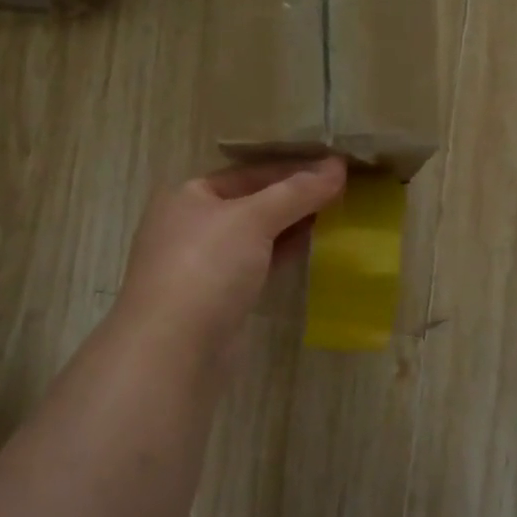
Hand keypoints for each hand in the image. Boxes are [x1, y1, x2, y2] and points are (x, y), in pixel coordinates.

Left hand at [117, 158, 347, 354]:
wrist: (173, 349)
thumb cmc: (206, 267)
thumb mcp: (253, 219)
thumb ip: (296, 192)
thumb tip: (338, 166)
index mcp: (189, 195)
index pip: (249, 172)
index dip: (292, 168)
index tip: (336, 166)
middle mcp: (192, 224)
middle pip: (253, 202)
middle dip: (295, 197)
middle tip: (344, 190)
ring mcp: (204, 263)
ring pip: (256, 235)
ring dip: (293, 225)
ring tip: (338, 215)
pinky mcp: (219, 297)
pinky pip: (258, 264)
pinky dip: (284, 253)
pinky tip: (314, 248)